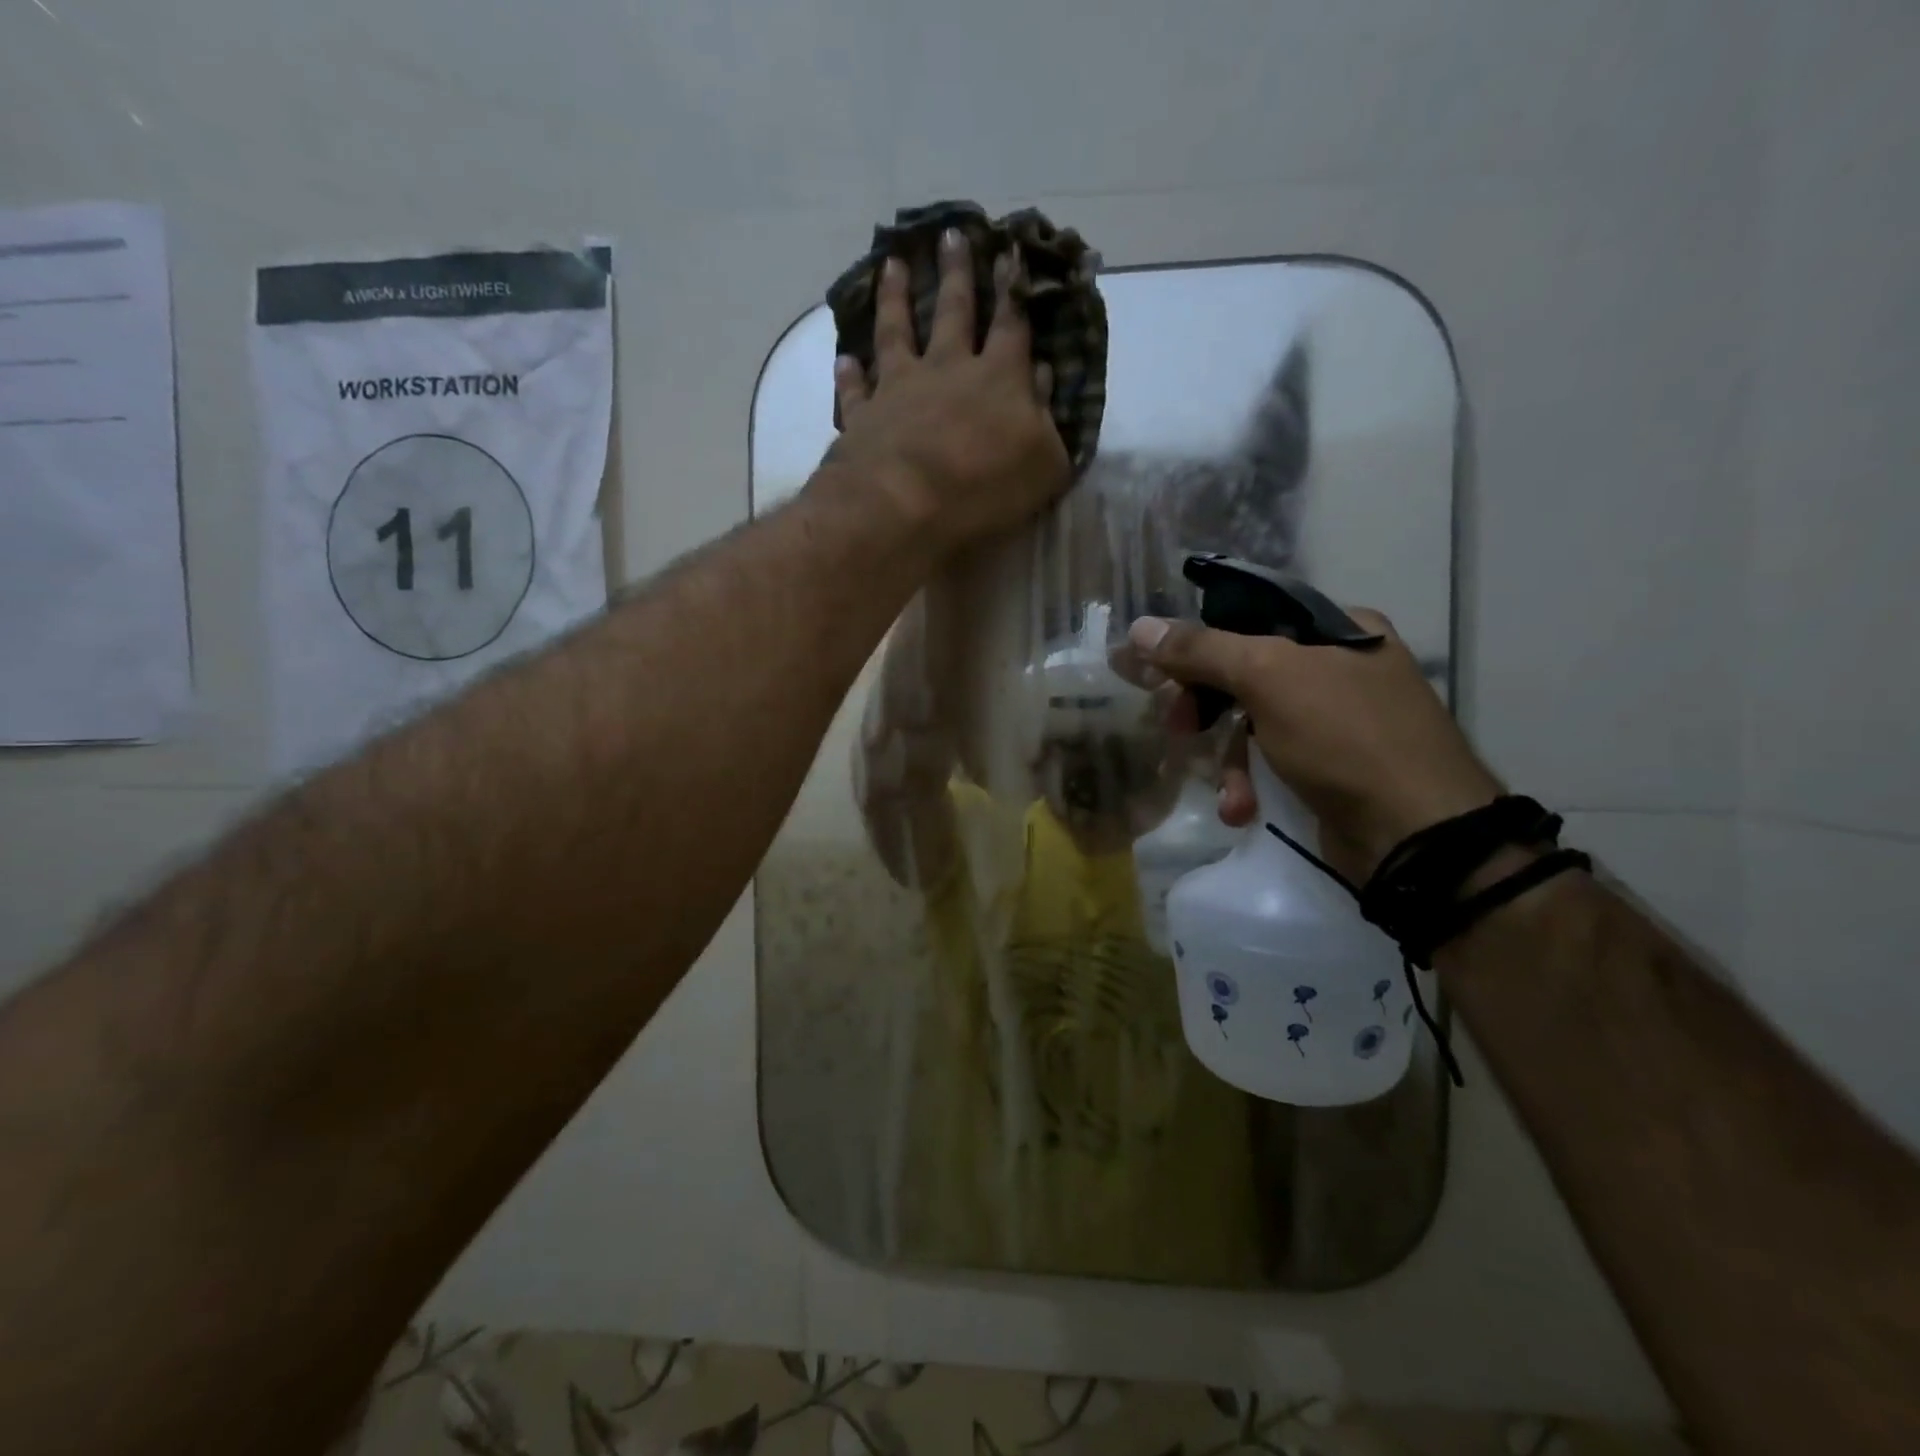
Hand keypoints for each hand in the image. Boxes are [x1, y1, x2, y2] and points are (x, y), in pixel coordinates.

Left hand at [823, 229, 1070, 552]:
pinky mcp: (863, 415)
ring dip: (895, 296)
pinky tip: (844, 357)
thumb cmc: (984, 489)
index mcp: (1000, 378)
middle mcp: (948, 369)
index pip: (1012, 323)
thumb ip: (1048, 421)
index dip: (1013, 288)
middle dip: (957, 272)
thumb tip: (1045, 378)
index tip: (1010, 251)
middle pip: (954, 311)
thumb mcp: (1044, 465)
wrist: (904, 505)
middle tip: (951, 234)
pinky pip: (856, 388)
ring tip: (892, 264)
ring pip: (897, 330)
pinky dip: (850, 373)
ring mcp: (900, 388)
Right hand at [1126, 611, 1502, 882]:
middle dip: (1206, 708)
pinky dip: (1252, 782)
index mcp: (1339, 628)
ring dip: (1228, 759)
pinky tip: (1242, 809)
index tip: (1161, 674)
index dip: (1199, 644)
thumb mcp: (1269, 678)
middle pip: (1245, 673)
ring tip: (1226, 792)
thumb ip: (1203, 650)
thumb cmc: (1344, 738)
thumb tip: (1139, 628)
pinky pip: (1272, 760)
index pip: (1249, 618)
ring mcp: (1338, 719)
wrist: (1416, 835)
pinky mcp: (1331, 766)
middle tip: (1177, 727)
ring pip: (1253, 722)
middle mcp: (1342, 666)